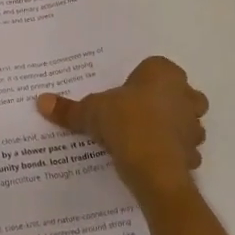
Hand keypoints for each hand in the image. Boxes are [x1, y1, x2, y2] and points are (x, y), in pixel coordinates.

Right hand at [36, 56, 208, 206]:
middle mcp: (185, 94)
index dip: (142, 80)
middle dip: (165, 102)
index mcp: (163, 73)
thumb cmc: (125, 122)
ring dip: (172, 128)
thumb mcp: (91, 112)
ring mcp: (193, 124)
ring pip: (187, 121)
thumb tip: (41, 101)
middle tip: (138, 113)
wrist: (153, 167)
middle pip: (179, 93)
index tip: (125, 94)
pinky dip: (172, 153)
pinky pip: (184, 149)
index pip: (156, 67)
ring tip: (145, 138)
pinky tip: (152, 160)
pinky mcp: (193, 152)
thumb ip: (69, 108)